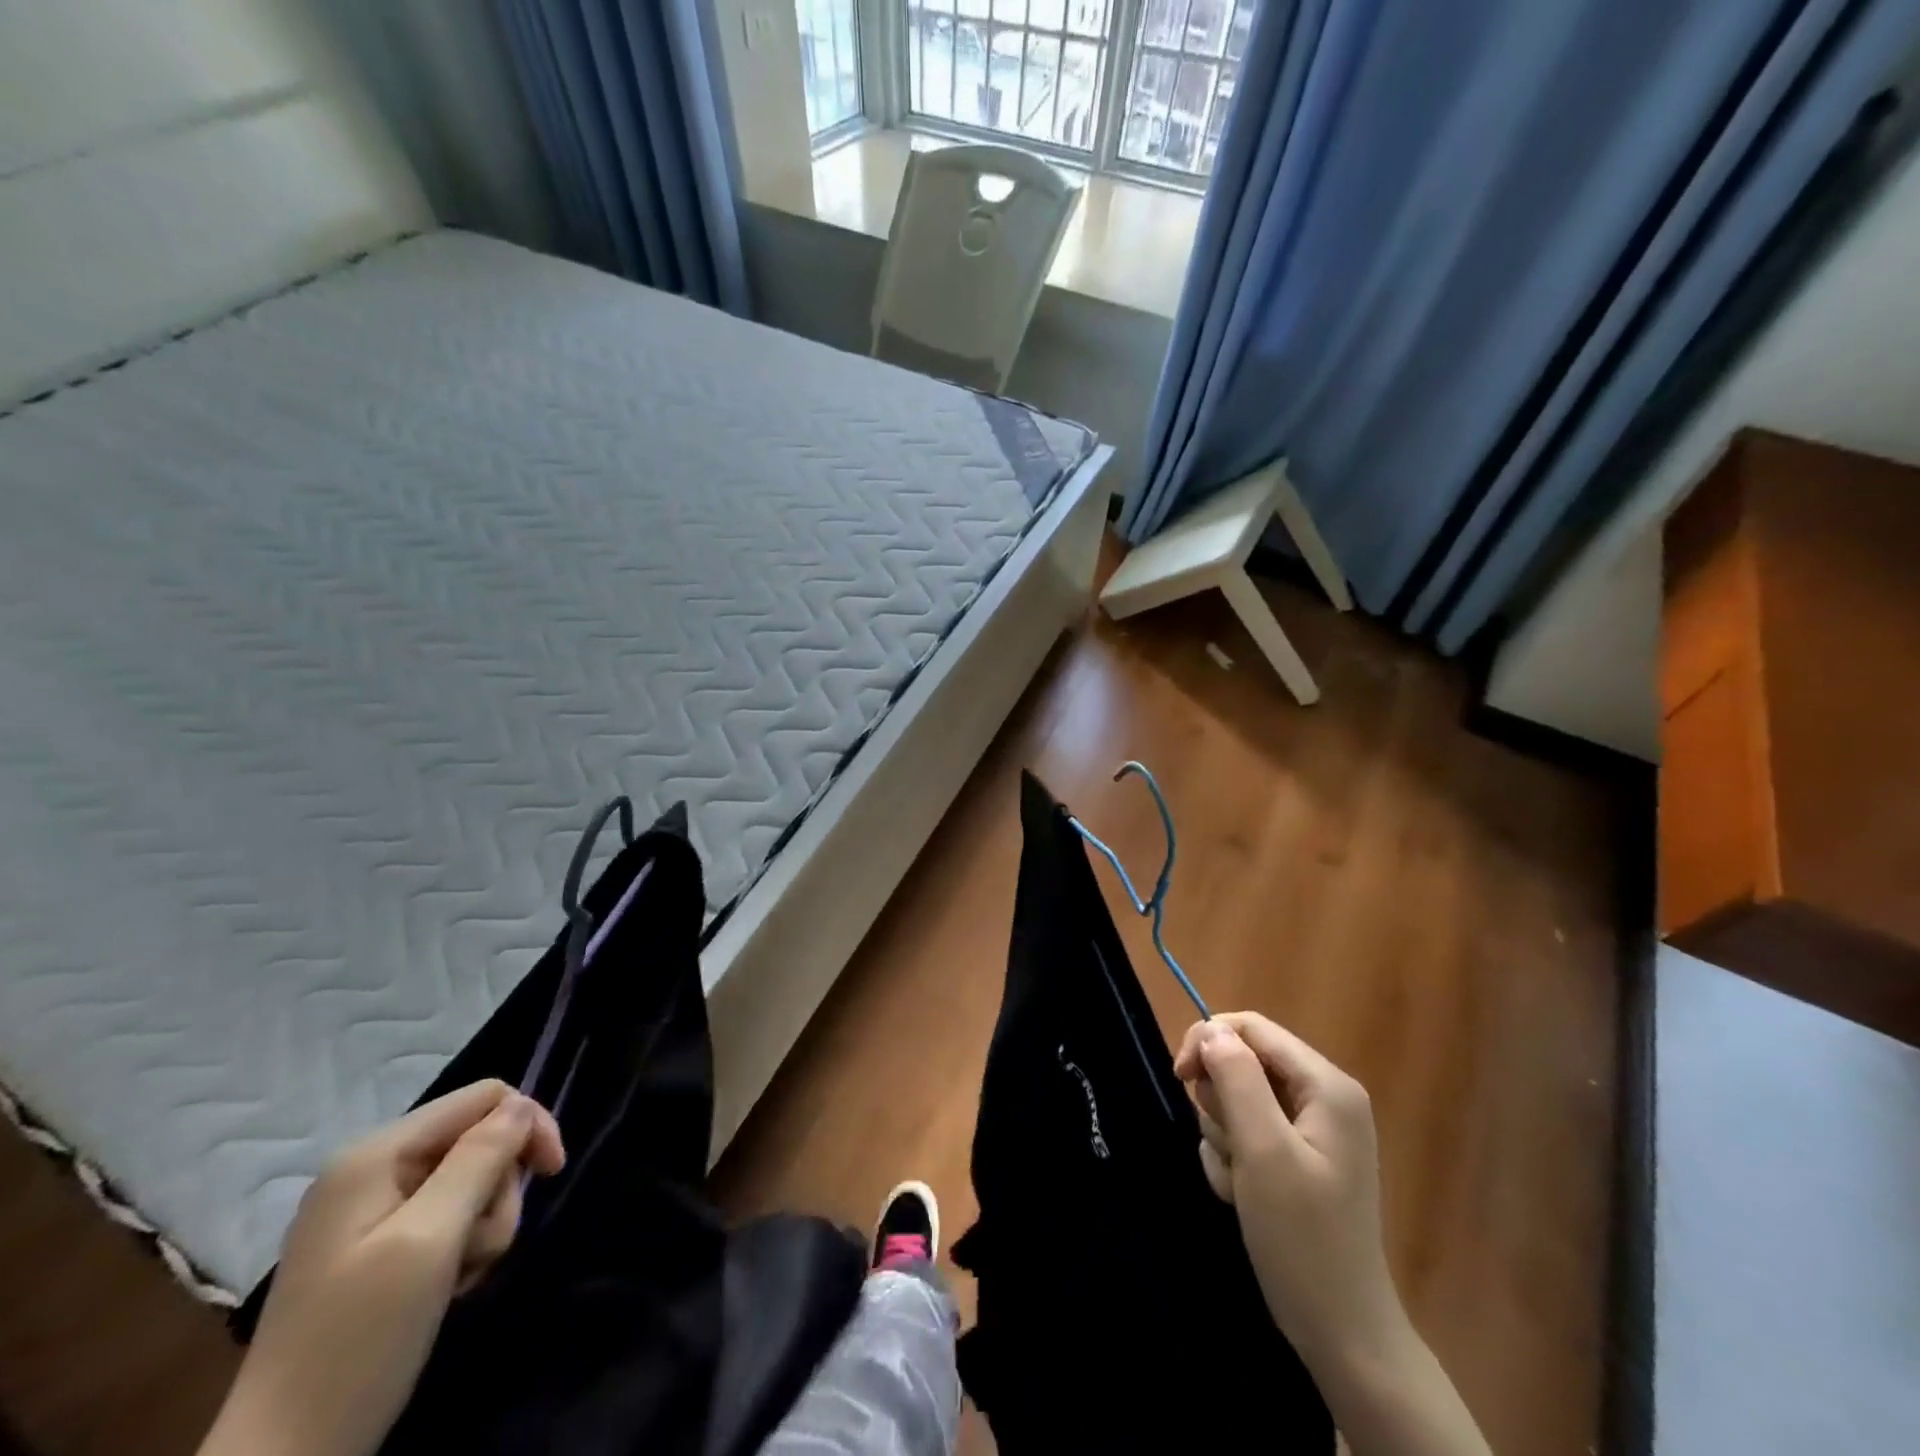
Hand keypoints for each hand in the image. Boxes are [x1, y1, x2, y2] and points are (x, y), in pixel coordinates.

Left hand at [199, 1081, 564, 1455]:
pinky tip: (449, 1285)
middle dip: (498, 1190)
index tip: (552, 1173)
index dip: (528, 1124)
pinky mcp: (376, 1247)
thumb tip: (522, 1105)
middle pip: (478, 1140)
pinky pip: (447, 1217)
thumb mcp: (430, 1241)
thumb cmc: (359, 1342)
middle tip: (484, 1249)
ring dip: (484, 1224)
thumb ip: (479, 1160)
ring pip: (470, 1180)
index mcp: (375, 1154)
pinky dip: (463, 1246)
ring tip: (462, 1276)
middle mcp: (371, 1169)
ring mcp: (370, 1210)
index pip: (484, 1098)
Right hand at [1175, 1015, 1490, 1455]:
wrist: (1340, 1332)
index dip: (1208, 1041)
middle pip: (1241, 1063)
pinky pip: (1243, 1133)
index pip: (1251, 1027)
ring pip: (1236, 1100)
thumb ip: (1236, 1079)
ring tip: (1241, 1182)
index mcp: (1326, 1085)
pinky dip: (1232, 1160)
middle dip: (1221, 1104)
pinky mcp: (1295, 1157)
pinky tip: (1244, 1195)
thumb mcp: (1263, 1151)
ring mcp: (1309, 1129)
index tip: (1179, 1078)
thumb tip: (1210, 1028)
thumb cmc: (1303, 1238)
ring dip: (1224, 1138)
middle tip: (1231, 1149)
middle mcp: (1321, 1096)